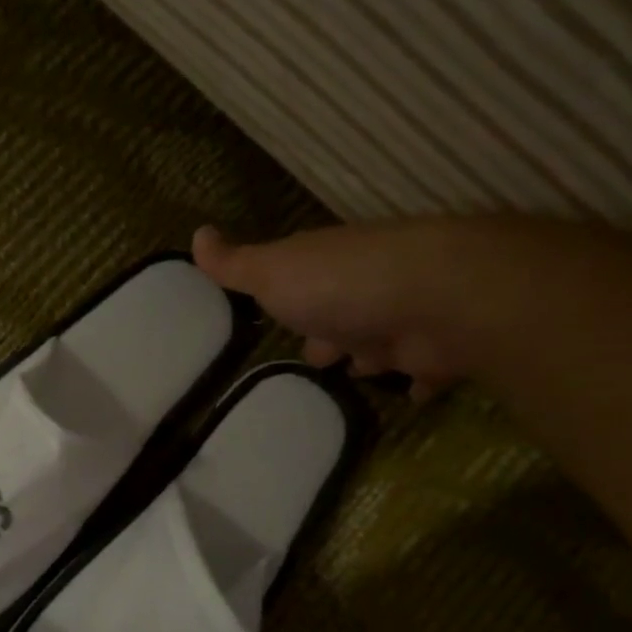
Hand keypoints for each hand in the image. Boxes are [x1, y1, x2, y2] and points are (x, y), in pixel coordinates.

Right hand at [194, 222, 466, 399]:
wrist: (434, 300)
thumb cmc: (340, 286)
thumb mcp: (272, 272)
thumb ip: (235, 264)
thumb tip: (196, 234)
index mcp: (327, 270)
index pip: (305, 285)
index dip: (292, 305)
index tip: (281, 324)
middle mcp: (366, 291)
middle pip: (343, 315)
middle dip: (332, 335)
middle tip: (318, 360)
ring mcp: (404, 321)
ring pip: (381, 343)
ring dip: (371, 357)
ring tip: (357, 379)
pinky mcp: (435, 354)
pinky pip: (424, 374)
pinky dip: (418, 384)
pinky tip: (411, 397)